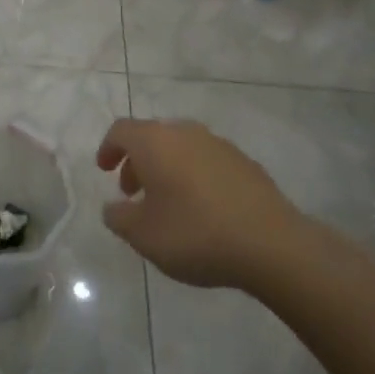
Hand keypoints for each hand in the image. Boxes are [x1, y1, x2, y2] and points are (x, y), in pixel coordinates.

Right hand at [96, 117, 304, 289]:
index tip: (104, 170)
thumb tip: (112, 207)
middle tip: (132, 193)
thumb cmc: (195, 234)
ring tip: (167, 204)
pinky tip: (201, 209)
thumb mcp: (144, 236)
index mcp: (155, 142)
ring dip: (166, 169)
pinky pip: (206, 161)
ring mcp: (218, 144)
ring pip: (181, 148)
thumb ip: (119, 218)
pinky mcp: (244, 162)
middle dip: (137, 162)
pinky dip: (194, 176)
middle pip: (152, 137)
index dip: (108, 148)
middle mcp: (185, 133)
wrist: (270, 243)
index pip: (122, 130)